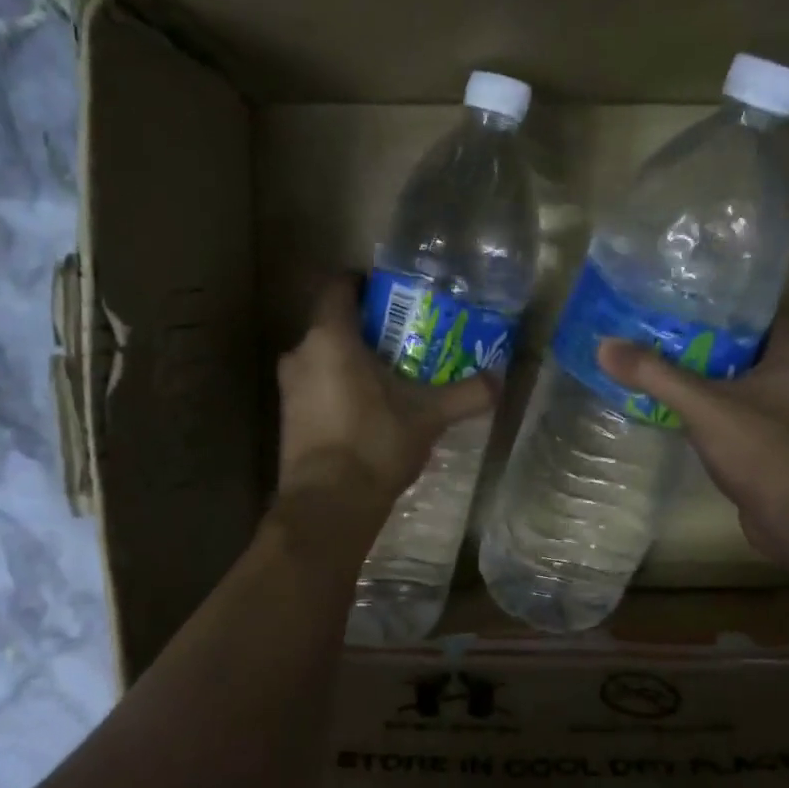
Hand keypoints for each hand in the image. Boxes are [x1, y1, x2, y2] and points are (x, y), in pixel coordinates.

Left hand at [276, 276, 496, 511]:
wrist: (328, 504)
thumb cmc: (375, 443)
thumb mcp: (429, 416)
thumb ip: (466, 394)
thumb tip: (501, 379)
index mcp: (330, 338)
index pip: (338, 287)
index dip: (362, 283)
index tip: (391, 293)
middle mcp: (301, 354)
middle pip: (333, 325)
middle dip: (367, 329)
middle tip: (404, 339)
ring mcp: (289, 388)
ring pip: (323, 358)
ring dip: (351, 361)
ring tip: (391, 375)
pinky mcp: (287, 418)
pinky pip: (315, 386)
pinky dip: (338, 387)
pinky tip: (369, 409)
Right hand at [597, 319, 788, 562]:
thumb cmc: (765, 449)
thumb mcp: (703, 405)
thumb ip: (654, 374)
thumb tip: (604, 346)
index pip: (752, 316)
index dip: (709, 314)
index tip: (667, 315)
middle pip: (744, 350)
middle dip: (700, 350)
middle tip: (653, 344)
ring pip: (745, 385)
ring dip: (707, 385)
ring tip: (658, 375)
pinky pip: (747, 415)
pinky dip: (718, 414)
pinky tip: (680, 415)